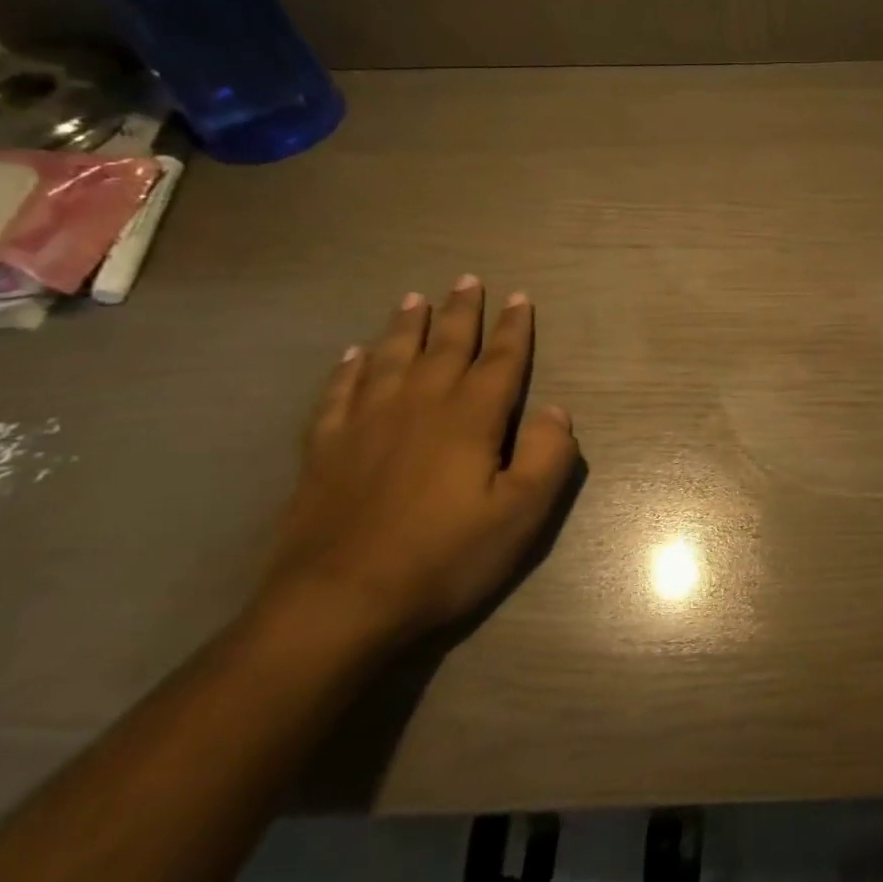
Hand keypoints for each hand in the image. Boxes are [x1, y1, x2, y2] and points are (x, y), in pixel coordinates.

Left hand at [257, 278, 580, 644]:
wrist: (337, 602)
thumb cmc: (442, 558)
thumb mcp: (520, 515)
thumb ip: (548, 456)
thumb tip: (557, 410)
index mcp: (470, 418)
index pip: (500, 360)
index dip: (513, 328)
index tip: (519, 297)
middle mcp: (419, 405)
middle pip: (445, 346)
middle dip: (461, 312)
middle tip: (466, 279)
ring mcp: (366, 423)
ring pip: (391, 357)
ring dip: (406, 326)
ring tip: (413, 298)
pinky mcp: (325, 448)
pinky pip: (339, 392)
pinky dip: (349, 368)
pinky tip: (353, 355)